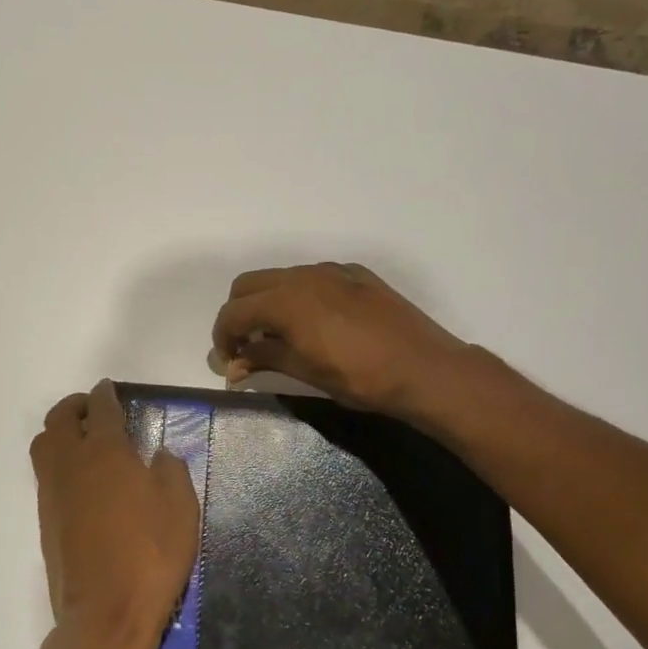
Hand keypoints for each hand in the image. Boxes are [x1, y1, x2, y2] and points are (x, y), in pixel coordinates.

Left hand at [30, 380, 201, 648]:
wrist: (106, 614)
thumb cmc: (150, 555)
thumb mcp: (180, 508)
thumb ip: (170, 470)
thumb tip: (158, 455)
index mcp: (104, 451)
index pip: (100, 408)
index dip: (105, 394)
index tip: (109, 389)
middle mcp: (70, 464)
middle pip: (58, 419)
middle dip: (74, 406)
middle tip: (92, 409)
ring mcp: (52, 493)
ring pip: (43, 445)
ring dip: (59, 432)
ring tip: (82, 440)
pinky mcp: (45, 520)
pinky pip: (46, 475)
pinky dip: (58, 463)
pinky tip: (82, 480)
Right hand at [209, 263, 473, 417]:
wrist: (424, 368)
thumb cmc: (360, 378)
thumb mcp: (306, 372)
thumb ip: (265, 360)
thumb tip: (233, 366)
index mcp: (285, 301)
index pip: (234, 312)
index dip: (222, 337)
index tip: (228, 361)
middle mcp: (303, 276)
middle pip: (249, 284)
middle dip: (239, 313)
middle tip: (247, 346)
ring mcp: (331, 271)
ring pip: (281, 277)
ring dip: (268, 302)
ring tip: (280, 336)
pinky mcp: (356, 274)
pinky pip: (312, 277)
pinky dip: (298, 295)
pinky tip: (316, 323)